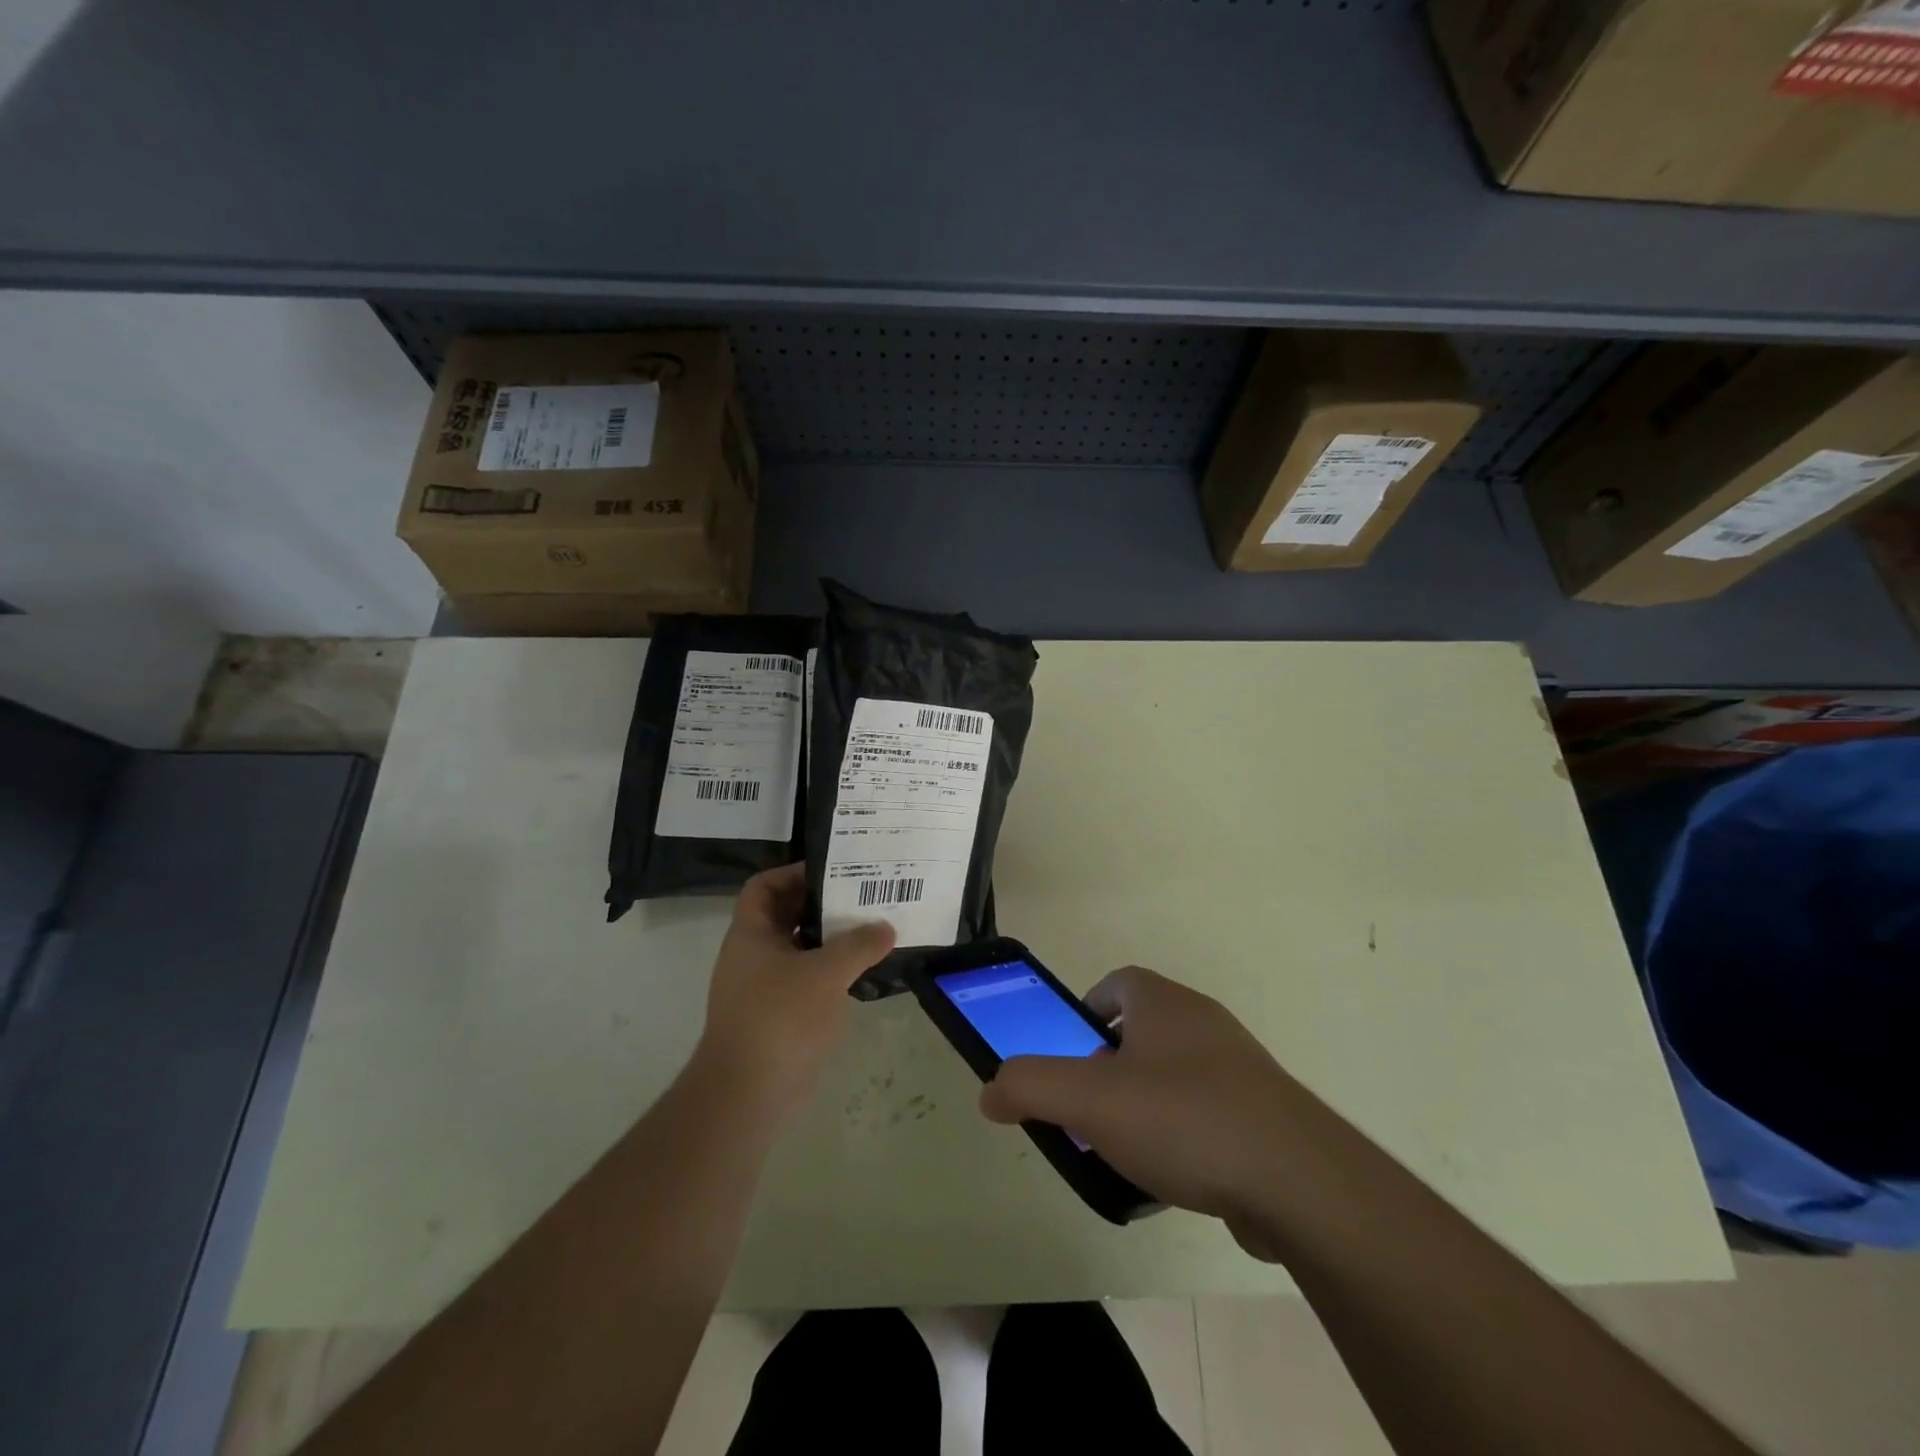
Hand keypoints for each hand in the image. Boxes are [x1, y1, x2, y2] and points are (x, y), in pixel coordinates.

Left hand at [693, 863, 894, 1121]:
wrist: (747, 1095)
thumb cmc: (779, 1018)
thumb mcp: (826, 973)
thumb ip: (859, 944)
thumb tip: (886, 927)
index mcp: (751, 934)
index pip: (765, 886)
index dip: (794, 873)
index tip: (834, 872)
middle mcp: (753, 955)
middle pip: (787, 915)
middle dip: (823, 905)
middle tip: (864, 897)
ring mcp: (764, 988)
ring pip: (800, 949)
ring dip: (832, 940)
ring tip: (872, 930)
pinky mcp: (779, 1016)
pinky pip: (807, 980)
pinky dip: (831, 972)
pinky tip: (863, 972)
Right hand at [979, 966, 1302, 1243]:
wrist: (1299, 1182)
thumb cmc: (1184, 1119)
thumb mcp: (1089, 1101)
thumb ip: (1030, 1087)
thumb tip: (990, 1091)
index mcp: (1163, 1003)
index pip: (1115, 984)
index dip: (1085, 1012)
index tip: (1069, 1053)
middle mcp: (1203, 1022)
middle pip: (1142, 1030)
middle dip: (1109, 1064)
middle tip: (1089, 1108)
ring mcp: (1240, 1067)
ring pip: (1174, 1073)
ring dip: (1144, 1101)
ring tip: (1124, 1149)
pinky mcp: (1265, 1113)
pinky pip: (1208, 1111)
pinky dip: (1182, 1134)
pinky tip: (1173, 1177)